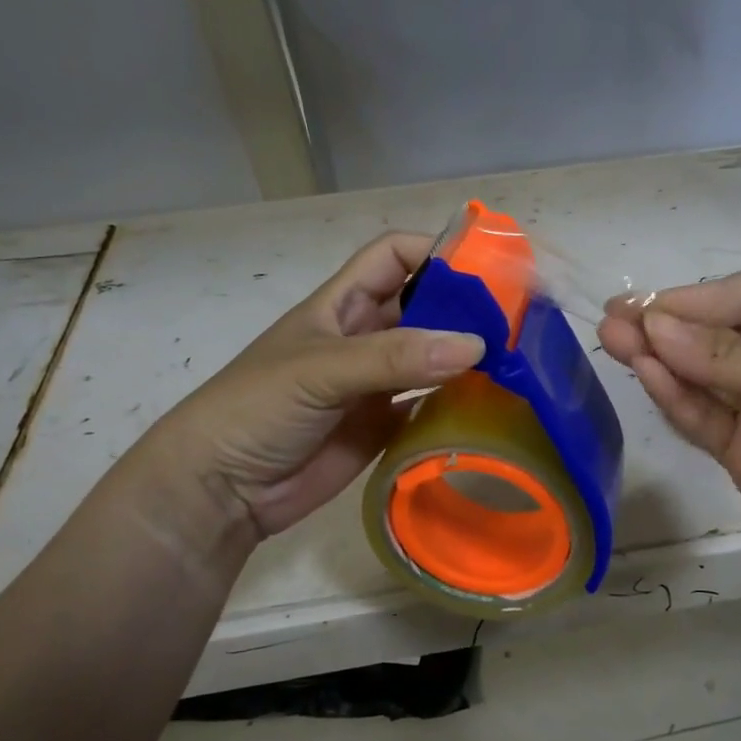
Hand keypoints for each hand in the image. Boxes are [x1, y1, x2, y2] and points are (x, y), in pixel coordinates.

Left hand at [126, 233, 484, 548]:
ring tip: (516, 358)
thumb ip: (394, 357)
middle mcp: (365, 336)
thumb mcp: (320, 369)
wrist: (221, 489)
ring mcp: (377, 382)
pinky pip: (431, 403)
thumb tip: (475, 345)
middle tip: (518, 319)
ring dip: (467, 354)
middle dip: (465, 305)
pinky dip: (459, 399)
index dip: (434, 251)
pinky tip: (491, 402)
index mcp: (342, 304)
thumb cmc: (256, 408)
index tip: (484, 267)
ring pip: (433, 354)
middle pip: (424, 304)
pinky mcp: (385, 424)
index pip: (394, 256)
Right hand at [598, 271, 740, 580]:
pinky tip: (646, 374)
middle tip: (613, 319)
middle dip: (667, 325)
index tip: (649, 308)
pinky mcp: (739, 448)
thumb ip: (727, 356)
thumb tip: (654, 326)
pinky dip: (673, 396)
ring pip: (699, 374)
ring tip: (613, 340)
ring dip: (659, 357)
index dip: (696, 299)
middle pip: (714, 333)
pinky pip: (700, 415)